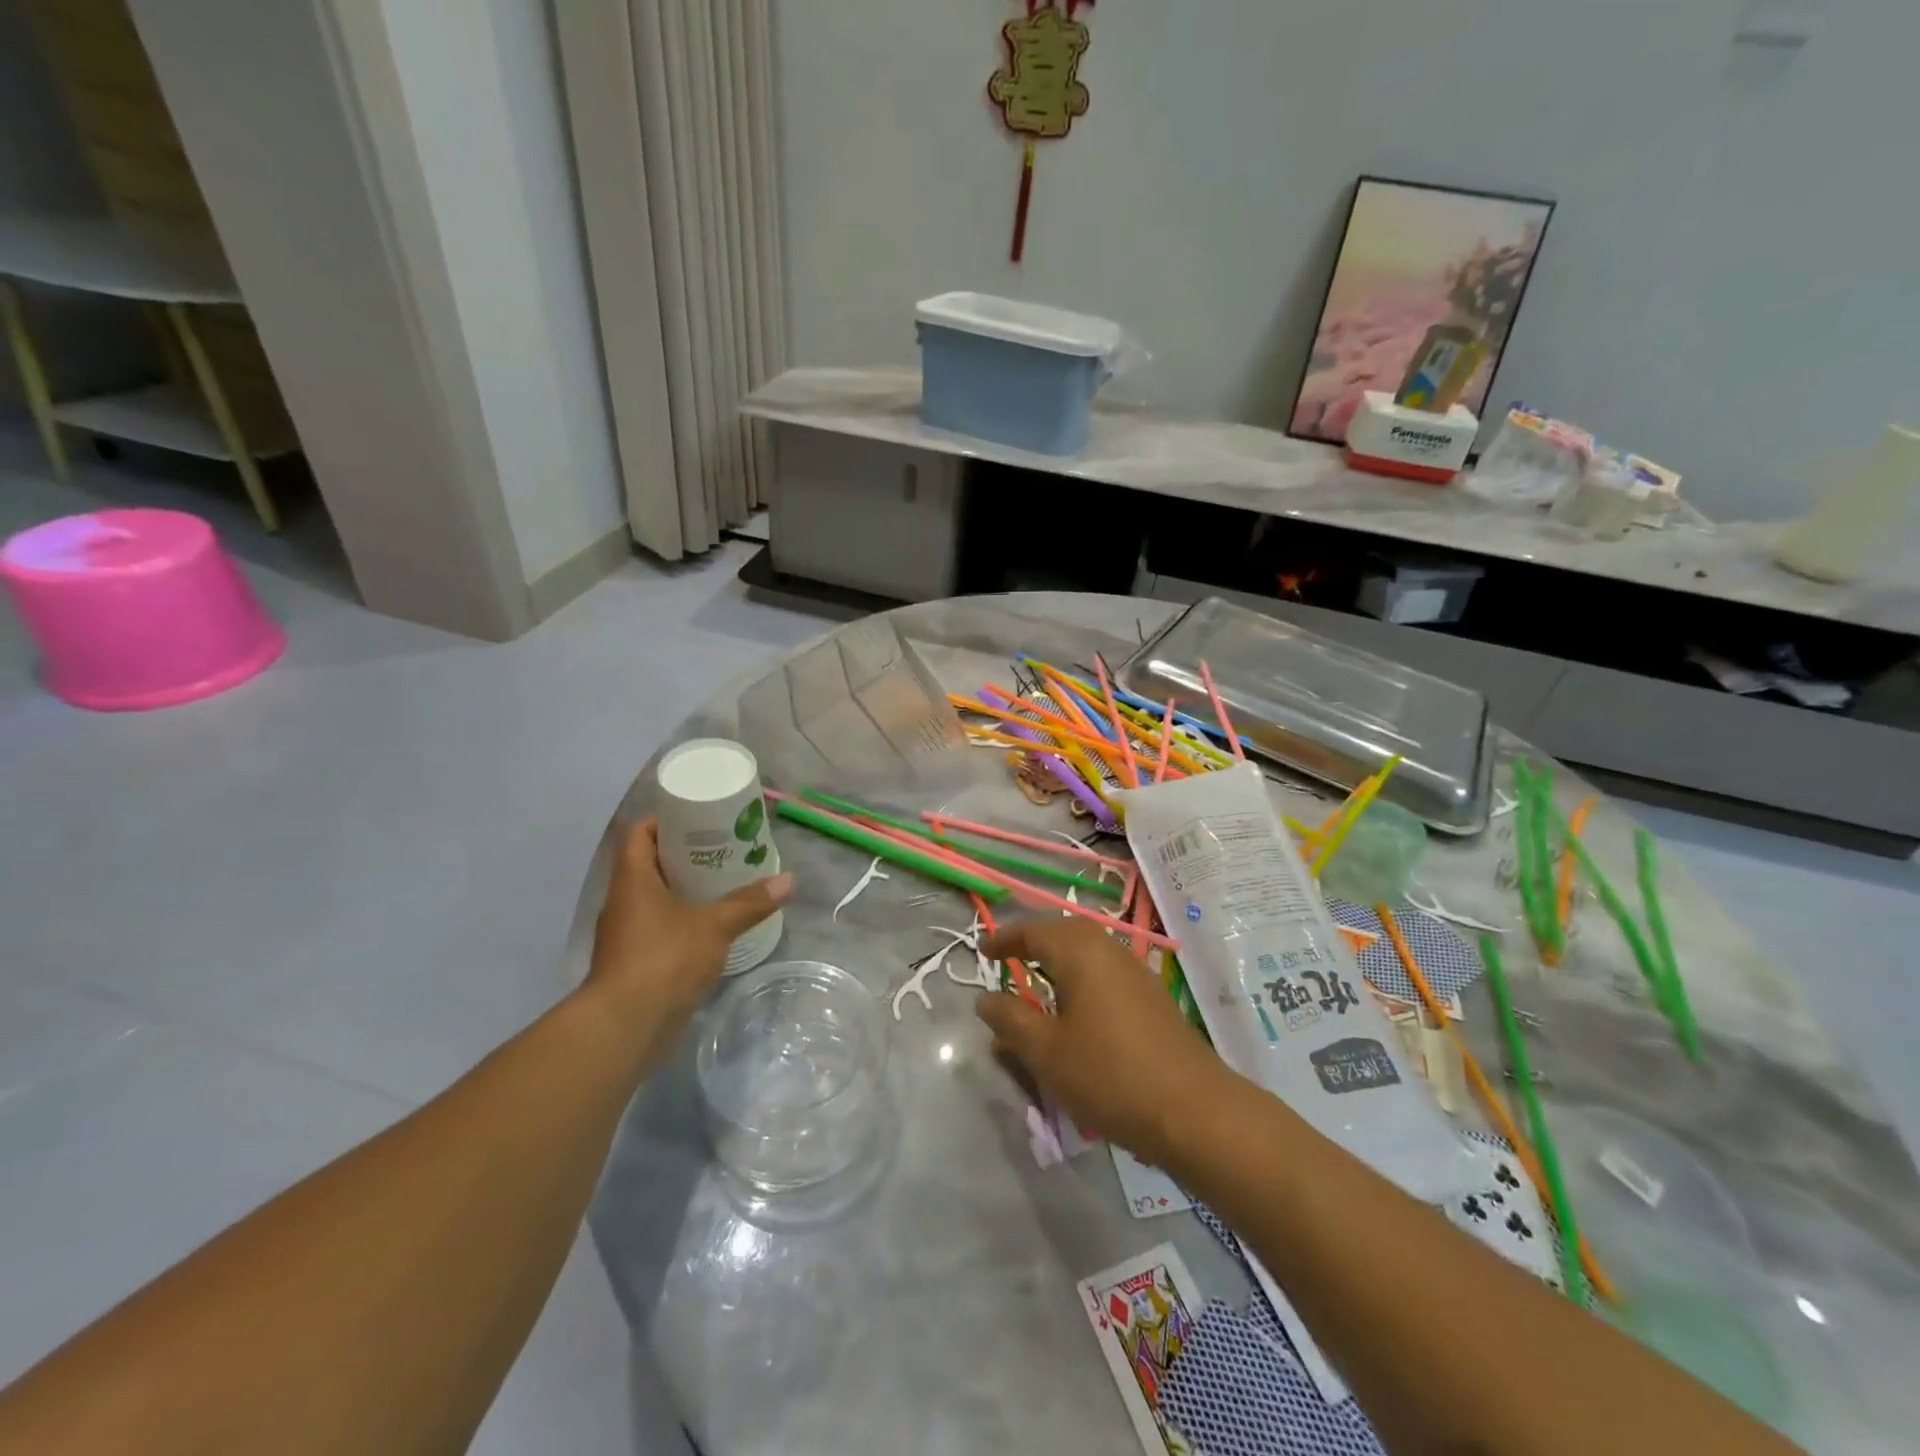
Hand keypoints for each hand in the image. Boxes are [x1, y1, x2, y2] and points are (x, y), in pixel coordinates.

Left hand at [584, 818, 791, 1069]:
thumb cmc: (663, 960)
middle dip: (685, 853)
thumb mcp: (714, 926)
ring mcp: (627, 933)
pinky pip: (659, 926)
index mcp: (632, 880)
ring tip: (724, 881)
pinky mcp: (635, 961)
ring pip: (655, 897)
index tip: (698, 817)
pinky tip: (712, 923)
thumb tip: (788, 880)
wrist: (625, 1027)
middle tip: (723, 847)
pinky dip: (682, 919)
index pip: (639, 833)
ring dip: (684, 888)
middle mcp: (624, 901)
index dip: (665, 820)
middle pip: (649, 863)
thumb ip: (749, 903)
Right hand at [977, 918, 1227, 1168]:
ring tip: (1037, 985)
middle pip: (1065, 933)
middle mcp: (1109, 950)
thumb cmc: (1109, 1074)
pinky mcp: (1151, 998)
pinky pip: (1105, 973)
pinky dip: (1081, 980)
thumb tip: (985, 998)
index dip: (1005, 939)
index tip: (982, 951)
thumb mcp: (1046, 1051)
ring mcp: (1135, 972)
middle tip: (1009, 959)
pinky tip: (1076, 1013)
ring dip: (1059, 961)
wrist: (1194, 1110)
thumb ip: (1010, 1019)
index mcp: (1080, 952)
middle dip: (1034, 942)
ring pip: (1088, 953)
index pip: (1034, 931)